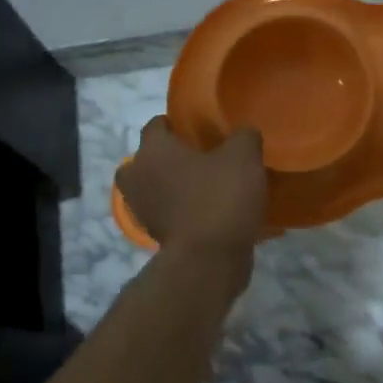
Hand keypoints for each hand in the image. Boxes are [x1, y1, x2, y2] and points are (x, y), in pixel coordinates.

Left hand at [116, 118, 266, 258]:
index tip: (202, 127)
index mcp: (153, 150)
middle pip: (147, 159)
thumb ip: (244, 136)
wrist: (208, 261)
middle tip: (202, 157)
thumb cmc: (219, 197)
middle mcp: (138, 177)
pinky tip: (215, 211)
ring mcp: (143, 210)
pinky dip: (184, 211)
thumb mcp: (244, 156)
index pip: (156, 124)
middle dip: (169, 157)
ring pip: (157, 188)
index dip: (177, 122)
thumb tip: (244, 134)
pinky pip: (169, 213)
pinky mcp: (156, 236)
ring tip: (211, 185)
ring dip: (176, 186)